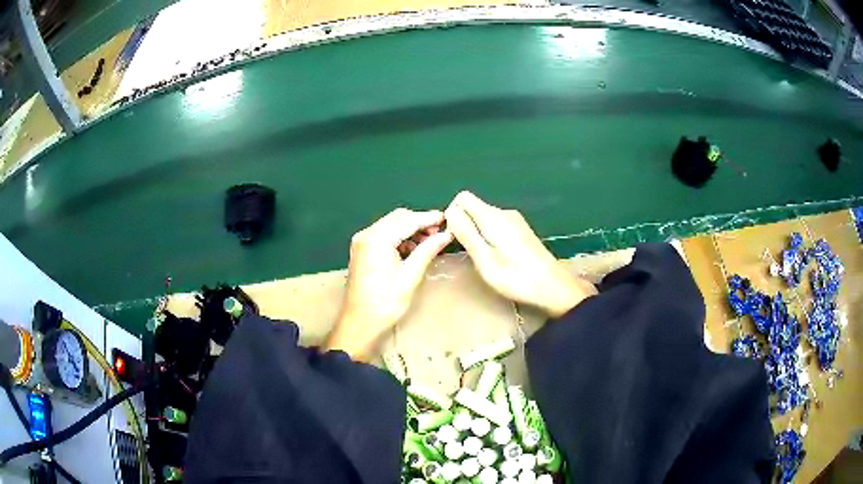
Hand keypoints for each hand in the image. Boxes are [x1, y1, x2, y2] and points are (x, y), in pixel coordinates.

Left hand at [323, 208, 452, 360]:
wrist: (360, 322)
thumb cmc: (385, 303)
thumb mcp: (410, 276)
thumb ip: (427, 250)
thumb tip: (446, 235)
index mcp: (376, 239)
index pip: (407, 220)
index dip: (429, 218)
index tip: (448, 219)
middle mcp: (366, 234)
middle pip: (398, 218)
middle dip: (420, 223)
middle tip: (440, 233)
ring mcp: (362, 241)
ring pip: (392, 225)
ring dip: (411, 230)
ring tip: (429, 243)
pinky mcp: (362, 249)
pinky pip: (384, 235)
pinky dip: (400, 237)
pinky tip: (413, 249)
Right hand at [445, 191, 595, 317]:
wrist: (553, 287)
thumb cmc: (516, 278)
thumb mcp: (485, 260)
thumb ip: (467, 234)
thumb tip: (450, 212)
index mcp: (493, 217)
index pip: (463, 198)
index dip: (453, 215)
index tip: (455, 239)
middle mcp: (504, 212)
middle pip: (474, 207)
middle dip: (465, 226)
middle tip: (470, 254)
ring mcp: (515, 220)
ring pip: (484, 218)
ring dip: (478, 234)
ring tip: (484, 260)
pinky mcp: (522, 230)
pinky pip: (496, 225)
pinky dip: (490, 237)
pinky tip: (499, 258)